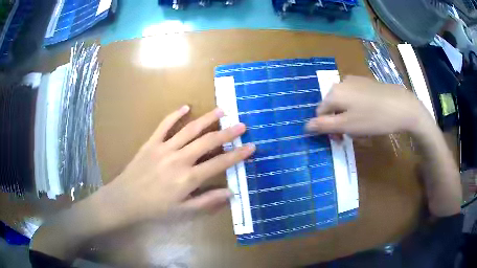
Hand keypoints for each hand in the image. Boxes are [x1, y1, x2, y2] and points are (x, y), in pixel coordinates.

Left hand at [101, 105, 254, 224]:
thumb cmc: (155, 209)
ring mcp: (164, 148)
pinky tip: (186, 107)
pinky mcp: (151, 143)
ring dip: (207, 119)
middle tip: (241, 124)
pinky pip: (164, 125)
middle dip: (227, 133)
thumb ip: (207, 201)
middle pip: (208, 142)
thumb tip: (230, 193)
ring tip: (222, 110)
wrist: (125, 199)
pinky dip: (175, 115)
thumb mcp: (183, 211)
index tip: (251, 146)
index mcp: (188, 178)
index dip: (237, 155)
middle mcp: (179, 159)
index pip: (219, 163)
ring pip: (190, 129)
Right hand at [306, 76, 432, 135]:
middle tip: (354, 134)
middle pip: (333, 107)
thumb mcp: (347, 126)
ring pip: (344, 102)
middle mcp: (341, 82)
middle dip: (340, 122)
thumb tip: (305, 127)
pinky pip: (355, 96)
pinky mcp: (366, 82)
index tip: (340, 139)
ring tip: (364, 125)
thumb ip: (324, 126)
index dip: (328, 128)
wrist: (402, 106)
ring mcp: (355, 80)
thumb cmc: (373, 119)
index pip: (320, 113)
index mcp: (334, 93)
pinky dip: (358, 107)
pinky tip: (370, 114)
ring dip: (349, 116)